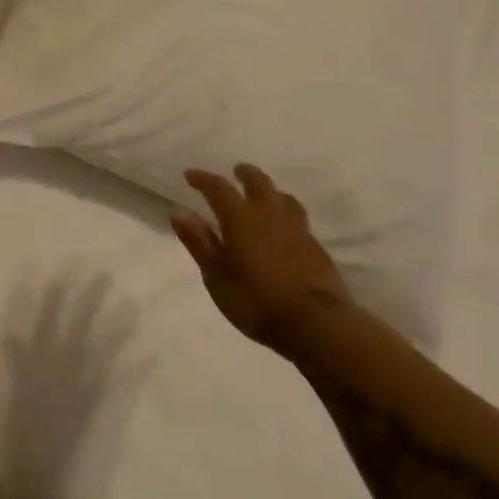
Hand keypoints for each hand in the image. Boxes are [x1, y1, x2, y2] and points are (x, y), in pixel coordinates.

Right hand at [171, 164, 351, 355]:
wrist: (319, 326)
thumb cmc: (257, 301)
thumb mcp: (217, 277)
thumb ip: (199, 243)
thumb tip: (178, 213)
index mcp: (240, 217)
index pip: (218, 187)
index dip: (203, 179)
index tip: (190, 175)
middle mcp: (269, 215)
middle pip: (258, 182)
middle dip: (245, 174)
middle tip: (236, 171)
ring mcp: (298, 230)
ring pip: (284, 198)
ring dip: (271, 192)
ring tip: (264, 196)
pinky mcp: (317, 249)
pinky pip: (299, 221)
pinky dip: (287, 216)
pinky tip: (286, 230)